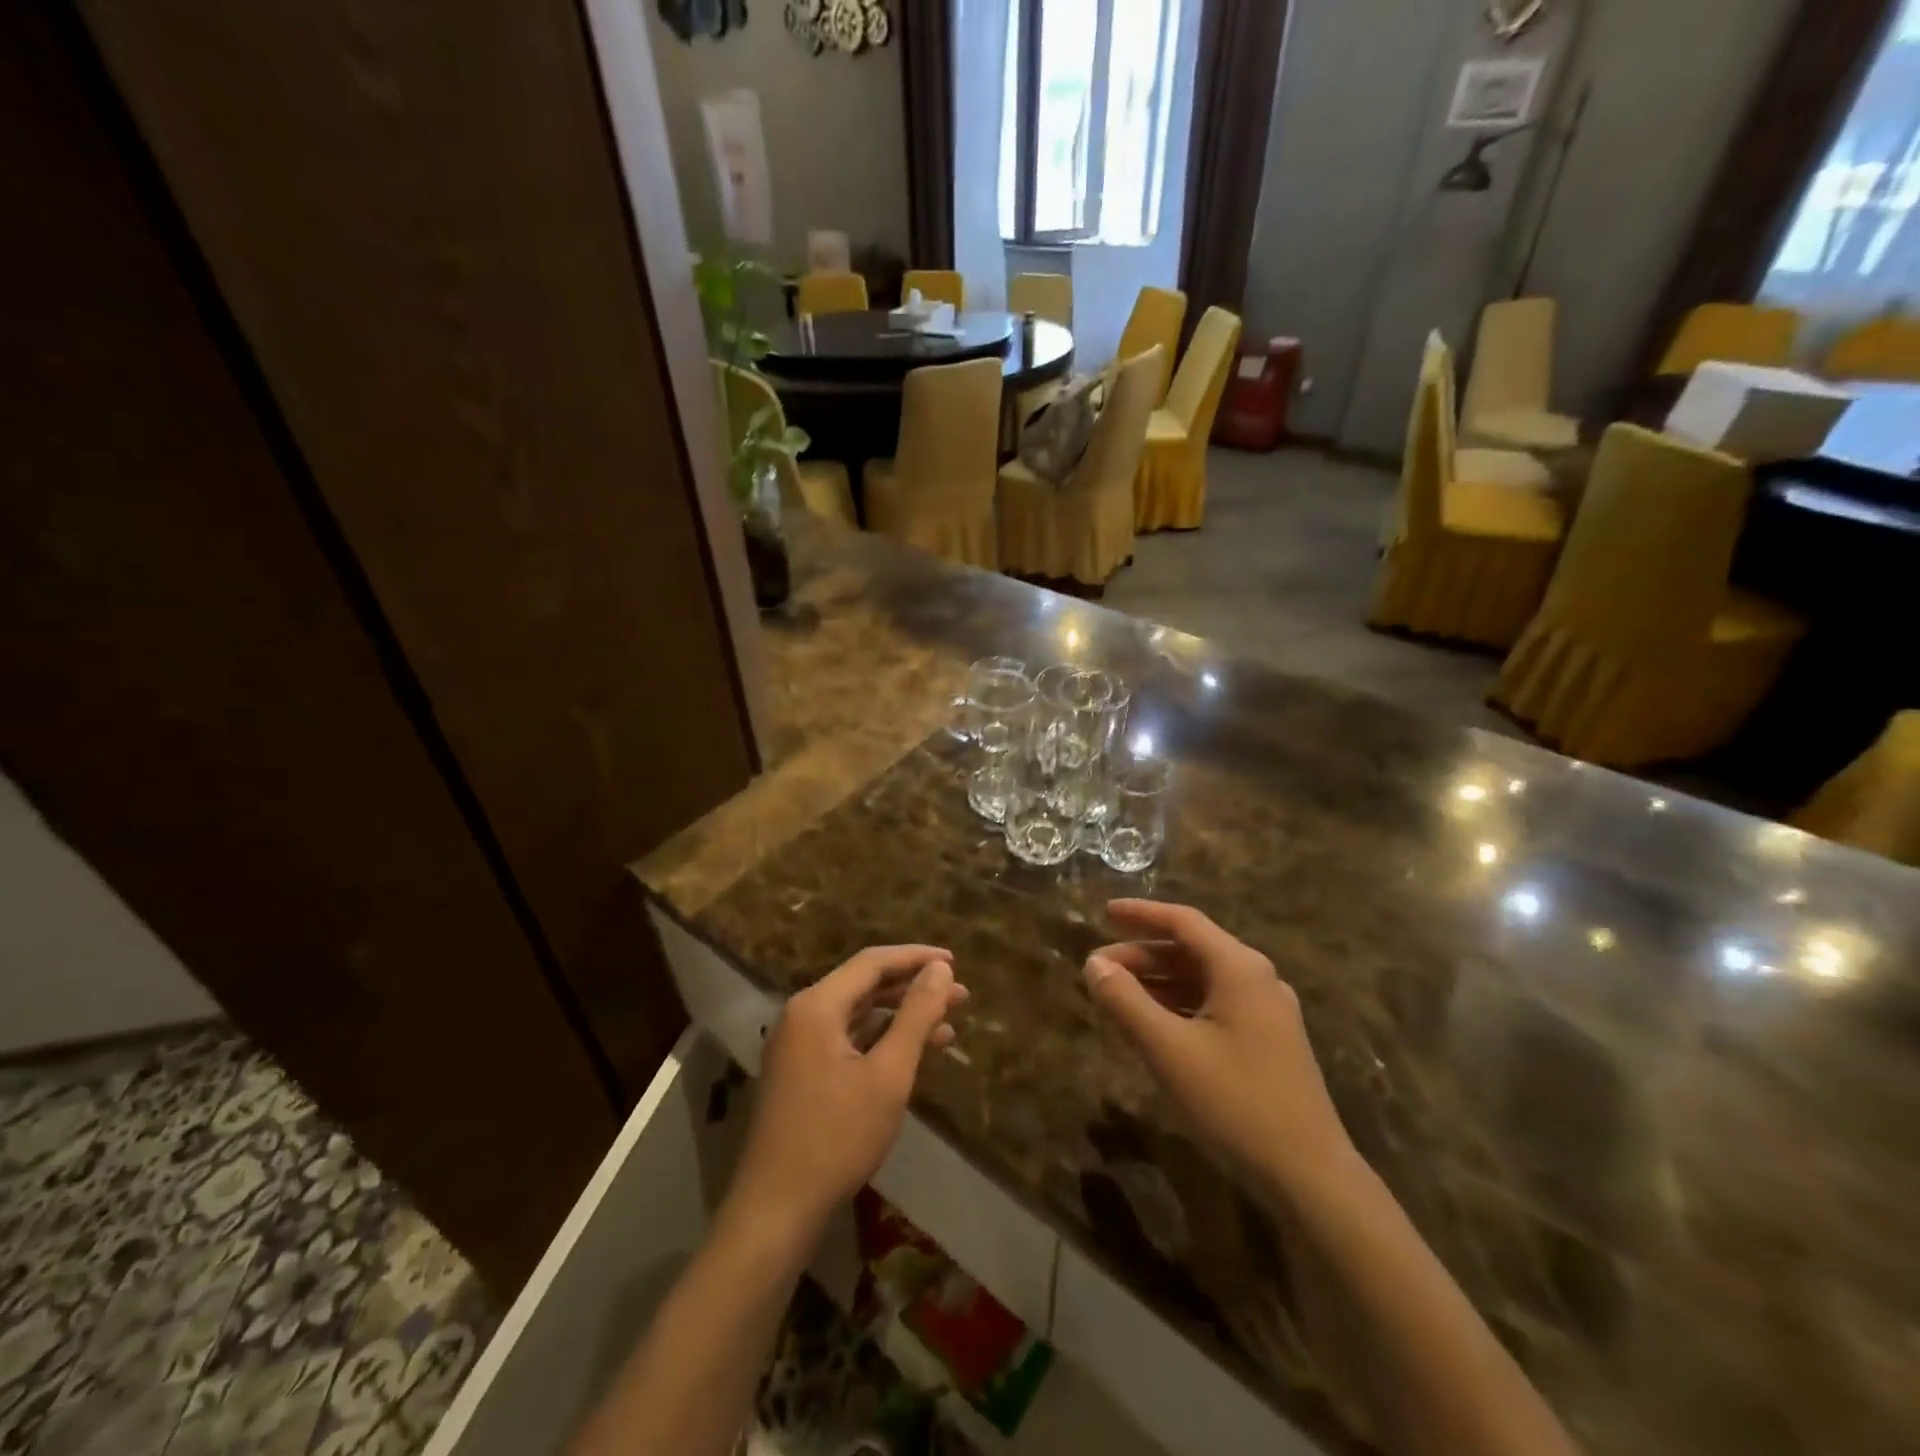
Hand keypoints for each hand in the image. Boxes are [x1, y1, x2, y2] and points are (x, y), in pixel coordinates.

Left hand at [731, 945, 966, 1236]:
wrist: (776, 1209)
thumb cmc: (837, 1137)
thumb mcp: (888, 1074)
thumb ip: (916, 1015)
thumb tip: (940, 968)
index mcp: (817, 1005)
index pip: (872, 962)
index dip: (916, 957)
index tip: (955, 962)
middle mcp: (802, 1015)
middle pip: (865, 985)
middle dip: (914, 989)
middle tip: (960, 996)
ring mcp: (798, 1045)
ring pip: (858, 1014)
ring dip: (901, 1017)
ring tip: (949, 1025)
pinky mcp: (801, 1072)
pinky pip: (847, 1040)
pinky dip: (881, 1041)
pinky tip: (914, 1054)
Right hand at [1084, 900, 1356, 1195]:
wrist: (1309, 1173)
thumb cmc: (1234, 1101)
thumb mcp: (1168, 1049)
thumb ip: (1126, 1001)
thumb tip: (1093, 964)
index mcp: (1239, 968)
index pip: (1183, 922)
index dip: (1141, 914)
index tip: (1104, 913)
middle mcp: (1257, 978)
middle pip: (1191, 950)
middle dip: (1142, 955)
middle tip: (1098, 968)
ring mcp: (1267, 1010)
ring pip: (1202, 979)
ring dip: (1158, 981)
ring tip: (1117, 995)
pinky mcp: (1269, 1040)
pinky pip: (1215, 1004)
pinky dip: (1179, 1004)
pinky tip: (1153, 1023)